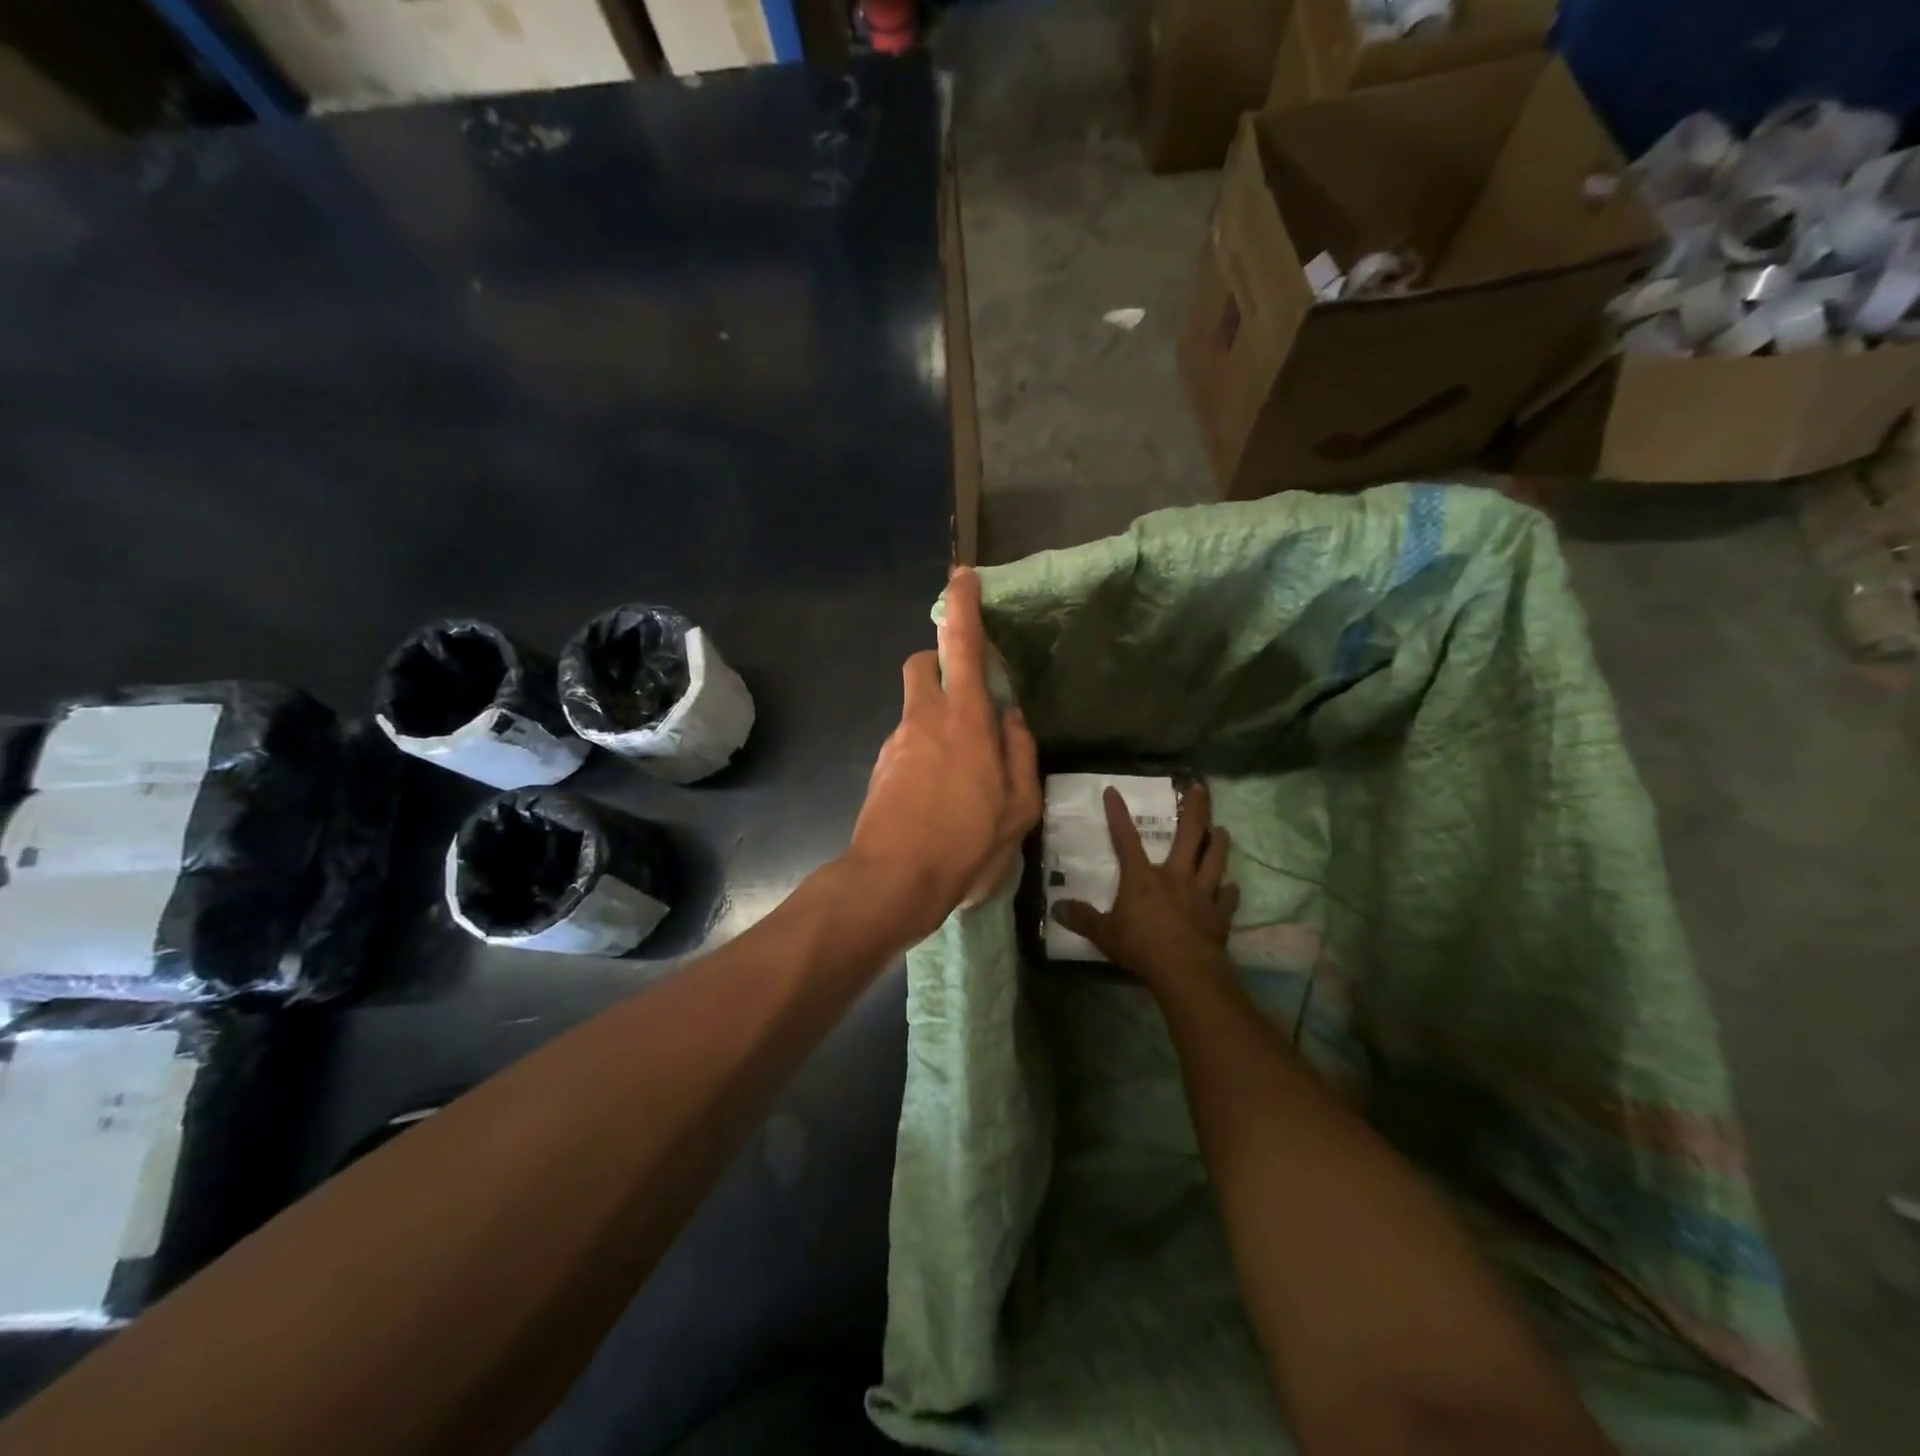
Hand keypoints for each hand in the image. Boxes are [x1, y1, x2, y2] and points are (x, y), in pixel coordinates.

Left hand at [847, 567, 1040, 942]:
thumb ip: (1020, 756)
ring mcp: (896, 745)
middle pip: (921, 665)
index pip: (960, 647)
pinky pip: (908, 743)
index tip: (962, 577)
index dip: (962, 608)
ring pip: (916, 709)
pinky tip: (941, 796)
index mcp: (963, 721)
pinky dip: (926, 751)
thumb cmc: (965, 844)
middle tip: (969, 695)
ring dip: (938, 718)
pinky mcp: (881, 770)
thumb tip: (1013, 720)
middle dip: (940, 662)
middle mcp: (923, 721)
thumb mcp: (1018, 810)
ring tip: (965, 771)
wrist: (891, 882)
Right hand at [1051, 780, 1238, 991]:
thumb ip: (1082, 919)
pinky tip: (1232, 886)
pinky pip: (1228, 898)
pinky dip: (1230, 891)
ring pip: (1215, 860)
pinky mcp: (1220, 915)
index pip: (1126, 839)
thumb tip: (1055, 908)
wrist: (1186, 972)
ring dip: (1219, 844)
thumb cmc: (1142, 948)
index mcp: (1143, 877)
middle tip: (1201, 788)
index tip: (1113, 791)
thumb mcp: (1103, 934)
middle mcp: (1175, 877)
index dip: (1117, 814)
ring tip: (1222, 829)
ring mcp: (1202, 894)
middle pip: (1189, 836)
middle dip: (1196, 810)